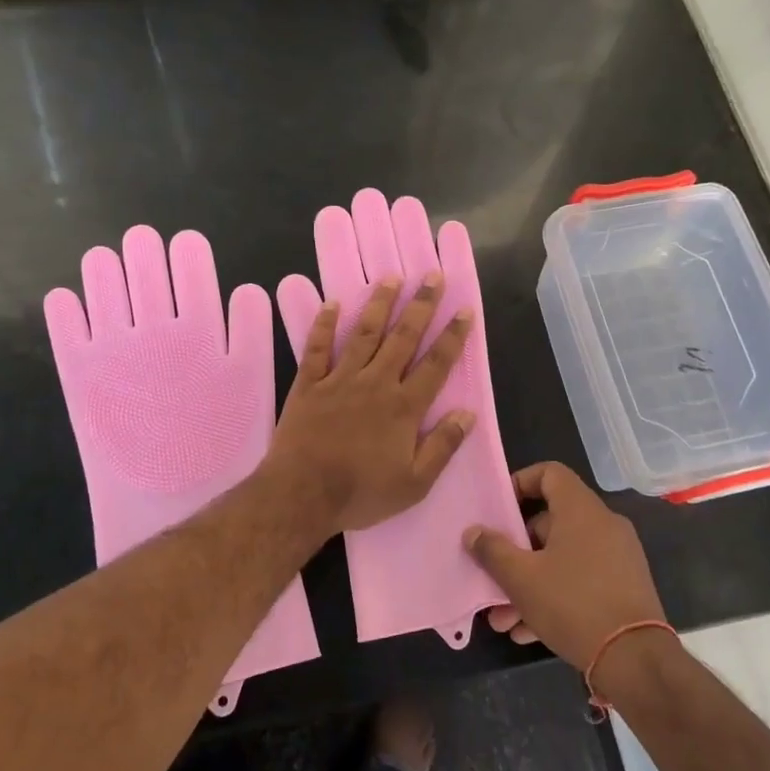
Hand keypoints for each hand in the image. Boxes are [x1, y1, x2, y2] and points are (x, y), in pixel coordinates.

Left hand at [268, 272, 474, 533]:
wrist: (302, 494)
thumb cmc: (360, 493)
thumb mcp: (414, 483)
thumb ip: (442, 446)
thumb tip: (468, 414)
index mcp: (404, 407)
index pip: (436, 364)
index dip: (453, 336)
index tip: (465, 309)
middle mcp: (376, 383)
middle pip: (403, 338)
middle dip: (421, 306)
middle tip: (432, 276)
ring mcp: (340, 380)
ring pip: (364, 334)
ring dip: (379, 304)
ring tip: (391, 278)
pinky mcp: (309, 384)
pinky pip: (317, 348)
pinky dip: (324, 325)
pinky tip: (332, 304)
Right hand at [465, 462, 668, 673]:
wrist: (636, 661)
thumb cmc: (573, 604)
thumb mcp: (521, 579)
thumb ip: (492, 550)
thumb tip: (473, 532)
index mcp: (581, 509)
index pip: (550, 473)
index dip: (520, 483)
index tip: (498, 510)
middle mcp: (604, 524)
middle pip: (550, 522)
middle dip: (516, 552)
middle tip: (493, 577)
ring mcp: (618, 557)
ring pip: (562, 558)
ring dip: (530, 582)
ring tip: (504, 619)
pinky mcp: (625, 587)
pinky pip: (581, 579)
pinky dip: (555, 595)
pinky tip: (529, 631)